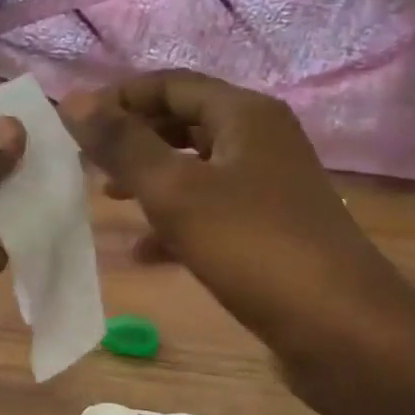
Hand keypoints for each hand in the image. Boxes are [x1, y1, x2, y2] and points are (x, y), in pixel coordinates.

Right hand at [62, 71, 414, 414]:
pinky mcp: (270, 231)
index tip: (73, 125)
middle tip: (86, 162)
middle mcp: (261, 141)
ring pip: (195, 170)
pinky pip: (210, 213)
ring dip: (150, 181)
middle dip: (133, 139)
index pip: (171, 84)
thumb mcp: (176, 192)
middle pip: (183, 122)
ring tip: (106, 200)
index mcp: (245, 116)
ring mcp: (269, 188)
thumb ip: (124, 145)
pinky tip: (143, 254)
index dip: (119, 98)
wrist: (341, 330)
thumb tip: (73, 101)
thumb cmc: (253, 248)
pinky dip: (175, 224)